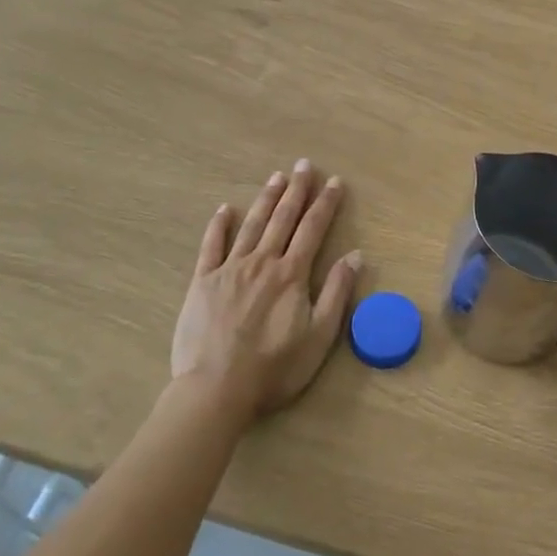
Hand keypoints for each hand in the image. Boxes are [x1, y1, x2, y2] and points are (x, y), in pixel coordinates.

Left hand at [170, 160, 361, 419]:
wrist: (215, 391)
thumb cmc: (274, 369)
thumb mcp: (319, 337)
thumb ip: (336, 293)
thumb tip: (354, 256)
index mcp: (292, 274)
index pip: (313, 229)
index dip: (325, 204)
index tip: (334, 182)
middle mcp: (262, 262)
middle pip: (283, 219)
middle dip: (297, 190)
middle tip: (304, 165)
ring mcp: (229, 269)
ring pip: (251, 225)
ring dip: (265, 199)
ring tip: (276, 177)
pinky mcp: (202, 283)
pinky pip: (211, 247)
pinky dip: (218, 226)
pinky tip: (224, 209)